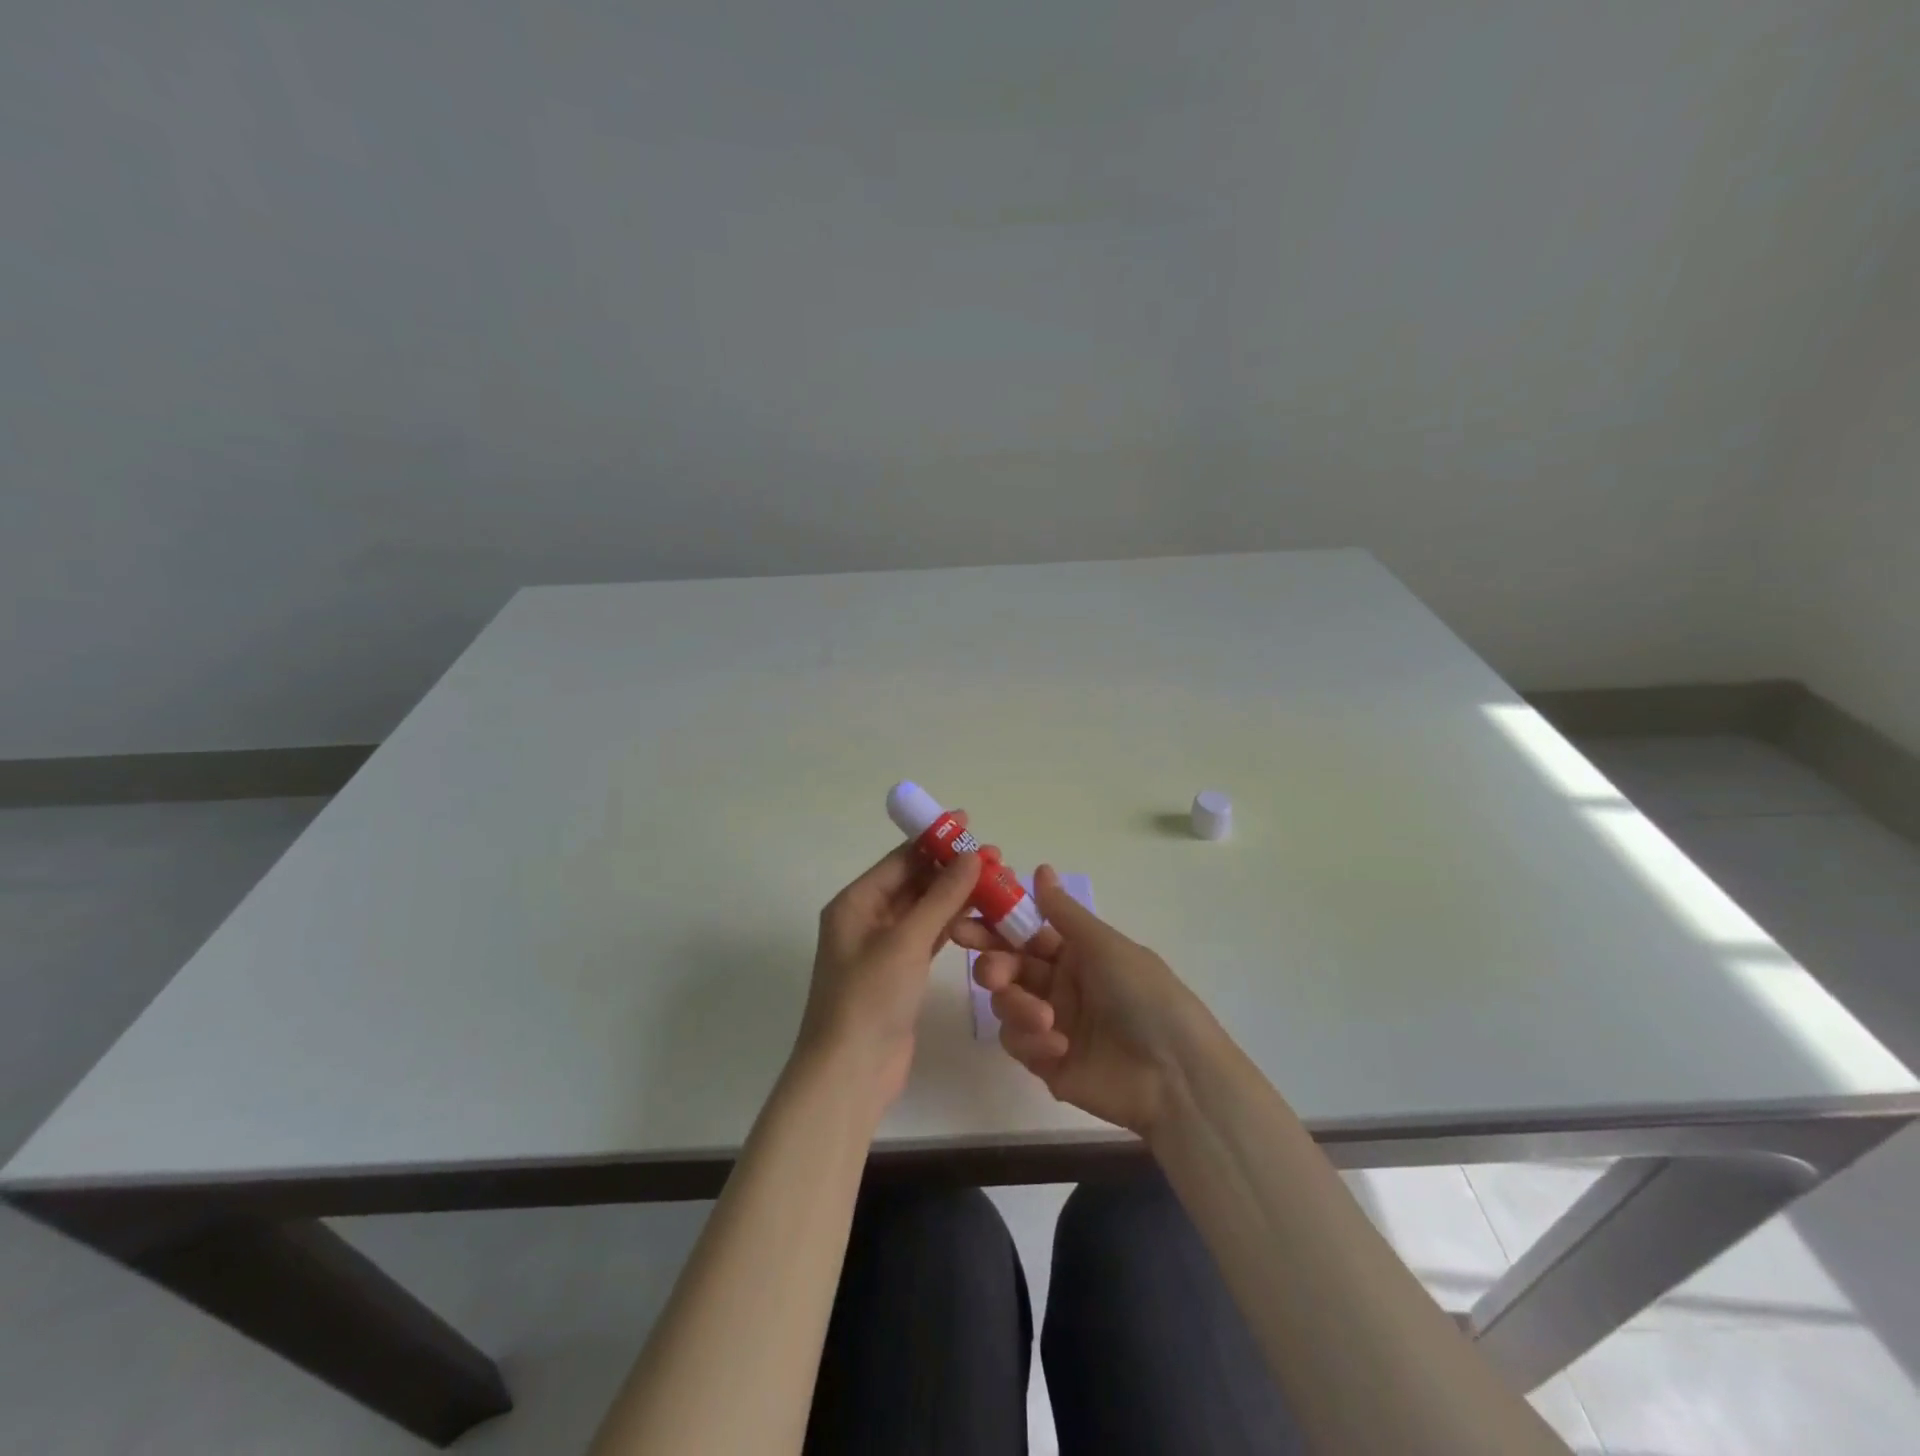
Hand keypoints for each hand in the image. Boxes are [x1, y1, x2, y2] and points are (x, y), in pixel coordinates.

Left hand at [798, 822, 982, 1107]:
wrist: (850, 1073)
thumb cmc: (870, 997)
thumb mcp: (906, 941)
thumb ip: (941, 897)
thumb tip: (971, 856)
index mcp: (855, 902)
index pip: (899, 859)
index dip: (934, 840)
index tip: (969, 823)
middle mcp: (866, 918)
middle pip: (914, 882)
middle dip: (951, 869)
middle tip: (995, 858)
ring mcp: (883, 947)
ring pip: (925, 909)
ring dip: (956, 896)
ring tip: (996, 883)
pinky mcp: (900, 973)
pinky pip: (929, 936)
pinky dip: (952, 924)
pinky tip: (981, 915)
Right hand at [953, 864, 1208, 1136]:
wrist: (1175, 1075)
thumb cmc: (1144, 996)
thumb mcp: (1105, 946)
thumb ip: (1063, 913)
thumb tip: (1041, 868)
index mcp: (1075, 953)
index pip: (1023, 933)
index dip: (995, 924)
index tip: (966, 919)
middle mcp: (1059, 984)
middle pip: (1007, 967)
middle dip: (993, 965)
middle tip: (990, 971)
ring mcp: (1050, 1024)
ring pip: (1006, 1004)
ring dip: (1017, 1005)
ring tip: (1042, 1018)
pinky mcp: (1045, 1062)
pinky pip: (1018, 1042)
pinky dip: (1031, 1040)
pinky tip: (1058, 1045)